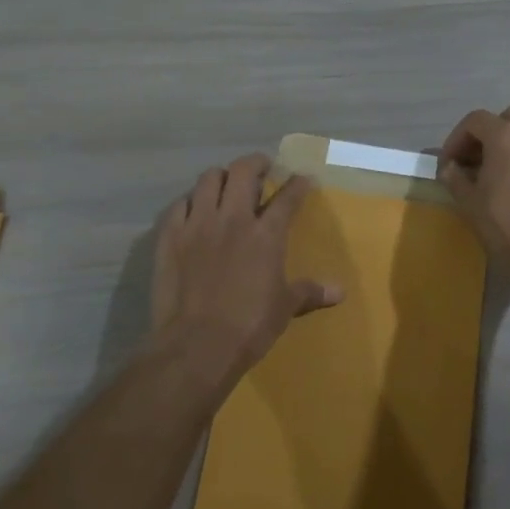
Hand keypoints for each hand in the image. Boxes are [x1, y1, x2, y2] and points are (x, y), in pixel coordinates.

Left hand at [150, 154, 343, 388]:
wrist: (196, 345)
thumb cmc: (249, 326)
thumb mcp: (285, 308)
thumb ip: (310, 291)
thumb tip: (340, 291)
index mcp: (266, 234)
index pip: (287, 197)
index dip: (298, 184)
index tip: (303, 178)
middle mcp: (232, 219)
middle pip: (242, 172)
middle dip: (255, 163)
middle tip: (262, 167)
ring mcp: (197, 224)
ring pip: (208, 180)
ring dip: (221, 177)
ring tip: (227, 184)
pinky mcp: (170, 237)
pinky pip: (179, 205)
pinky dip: (190, 202)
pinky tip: (194, 210)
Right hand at [439, 105, 509, 290]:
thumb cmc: (507, 225)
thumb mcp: (470, 202)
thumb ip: (455, 178)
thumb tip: (449, 167)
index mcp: (506, 136)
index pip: (475, 121)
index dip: (456, 139)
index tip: (449, 164)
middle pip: (507, 117)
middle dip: (487, 133)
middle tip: (474, 160)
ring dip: (508, 143)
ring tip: (494, 172)